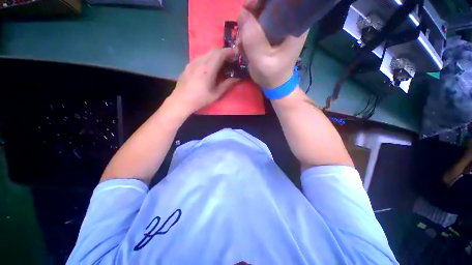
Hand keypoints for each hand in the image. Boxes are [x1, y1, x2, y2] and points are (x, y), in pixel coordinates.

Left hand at [169, 48, 239, 113]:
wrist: (181, 100)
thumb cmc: (200, 99)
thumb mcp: (216, 94)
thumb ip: (227, 84)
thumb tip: (238, 78)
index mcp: (208, 68)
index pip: (220, 53)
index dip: (229, 52)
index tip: (236, 54)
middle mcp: (200, 61)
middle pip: (214, 51)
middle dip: (224, 53)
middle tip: (230, 60)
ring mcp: (193, 62)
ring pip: (207, 53)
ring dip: (216, 55)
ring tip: (221, 64)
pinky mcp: (189, 65)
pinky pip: (201, 57)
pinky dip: (209, 59)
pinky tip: (210, 68)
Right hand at [237, 3, 307, 88]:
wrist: (274, 84)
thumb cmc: (272, 75)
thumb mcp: (262, 60)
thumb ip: (253, 39)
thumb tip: (242, 13)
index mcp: (295, 24)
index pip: (281, 1)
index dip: (263, 1)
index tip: (249, 7)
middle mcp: (289, 21)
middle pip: (269, 4)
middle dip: (252, 13)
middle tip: (242, 28)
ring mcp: (279, 27)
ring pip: (260, 14)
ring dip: (247, 27)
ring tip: (242, 45)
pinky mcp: (271, 34)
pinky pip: (256, 25)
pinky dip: (247, 33)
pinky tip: (244, 46)